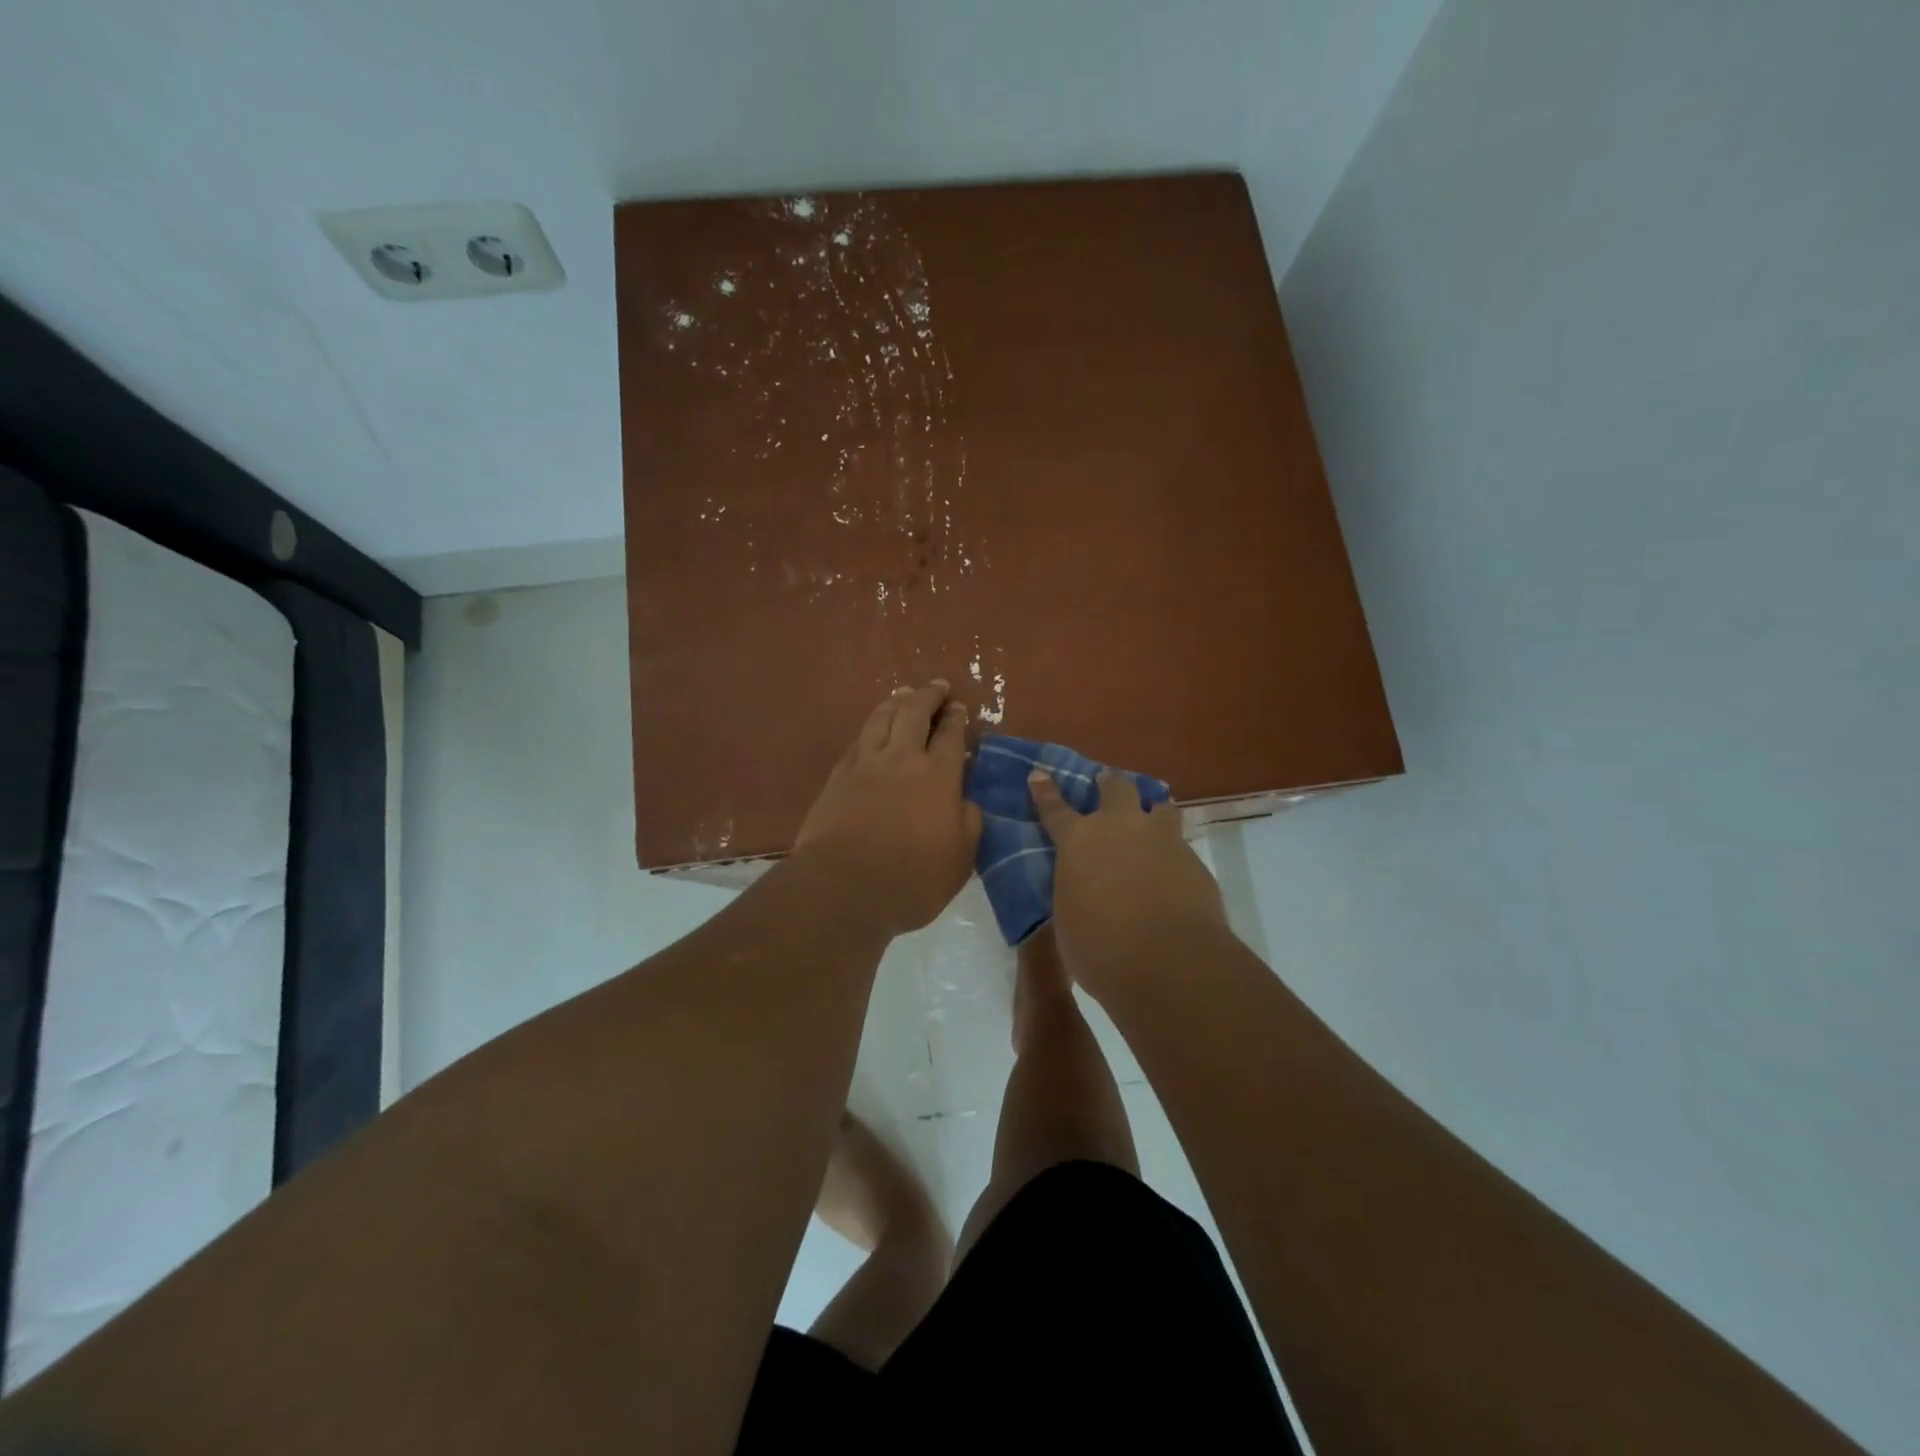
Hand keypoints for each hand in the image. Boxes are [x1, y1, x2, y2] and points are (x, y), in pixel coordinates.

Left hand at [795, 681, 981, 934]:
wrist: (844, 888)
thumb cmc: (912, 879)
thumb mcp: (960, 859)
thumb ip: (968, 823)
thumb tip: (965, 801)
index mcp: (938, 776)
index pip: (951, 735)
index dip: (956, 718)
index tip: (959, 706)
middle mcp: (902, 759)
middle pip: (914, 713)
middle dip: (928, 696)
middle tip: (937, 686)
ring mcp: (865, 764)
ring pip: (881, 718)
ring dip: (896, 702)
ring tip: (903, 693)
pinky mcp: (837, 777)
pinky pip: (857, 740)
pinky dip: (870, 726)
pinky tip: (872, 728)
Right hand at [1029, 769, 1227, 996]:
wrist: (1169, 962)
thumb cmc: (1101, 949)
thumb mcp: (1069, 919)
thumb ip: (1075, 892)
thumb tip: (1083, 889)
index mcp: (1079, 841)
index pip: (1055, 809)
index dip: (1046, 791)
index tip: (1039, 774)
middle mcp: (1120, 828)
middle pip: (1116, 788)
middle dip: (1110, 784)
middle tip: (1107, 785)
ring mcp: (1162, 839)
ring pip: (1159, 806)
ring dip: (1151, 810)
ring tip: (1151, 819)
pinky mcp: (1193, 860)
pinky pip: (1180, 844)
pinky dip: (1172, 851)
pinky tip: (1172, 871)